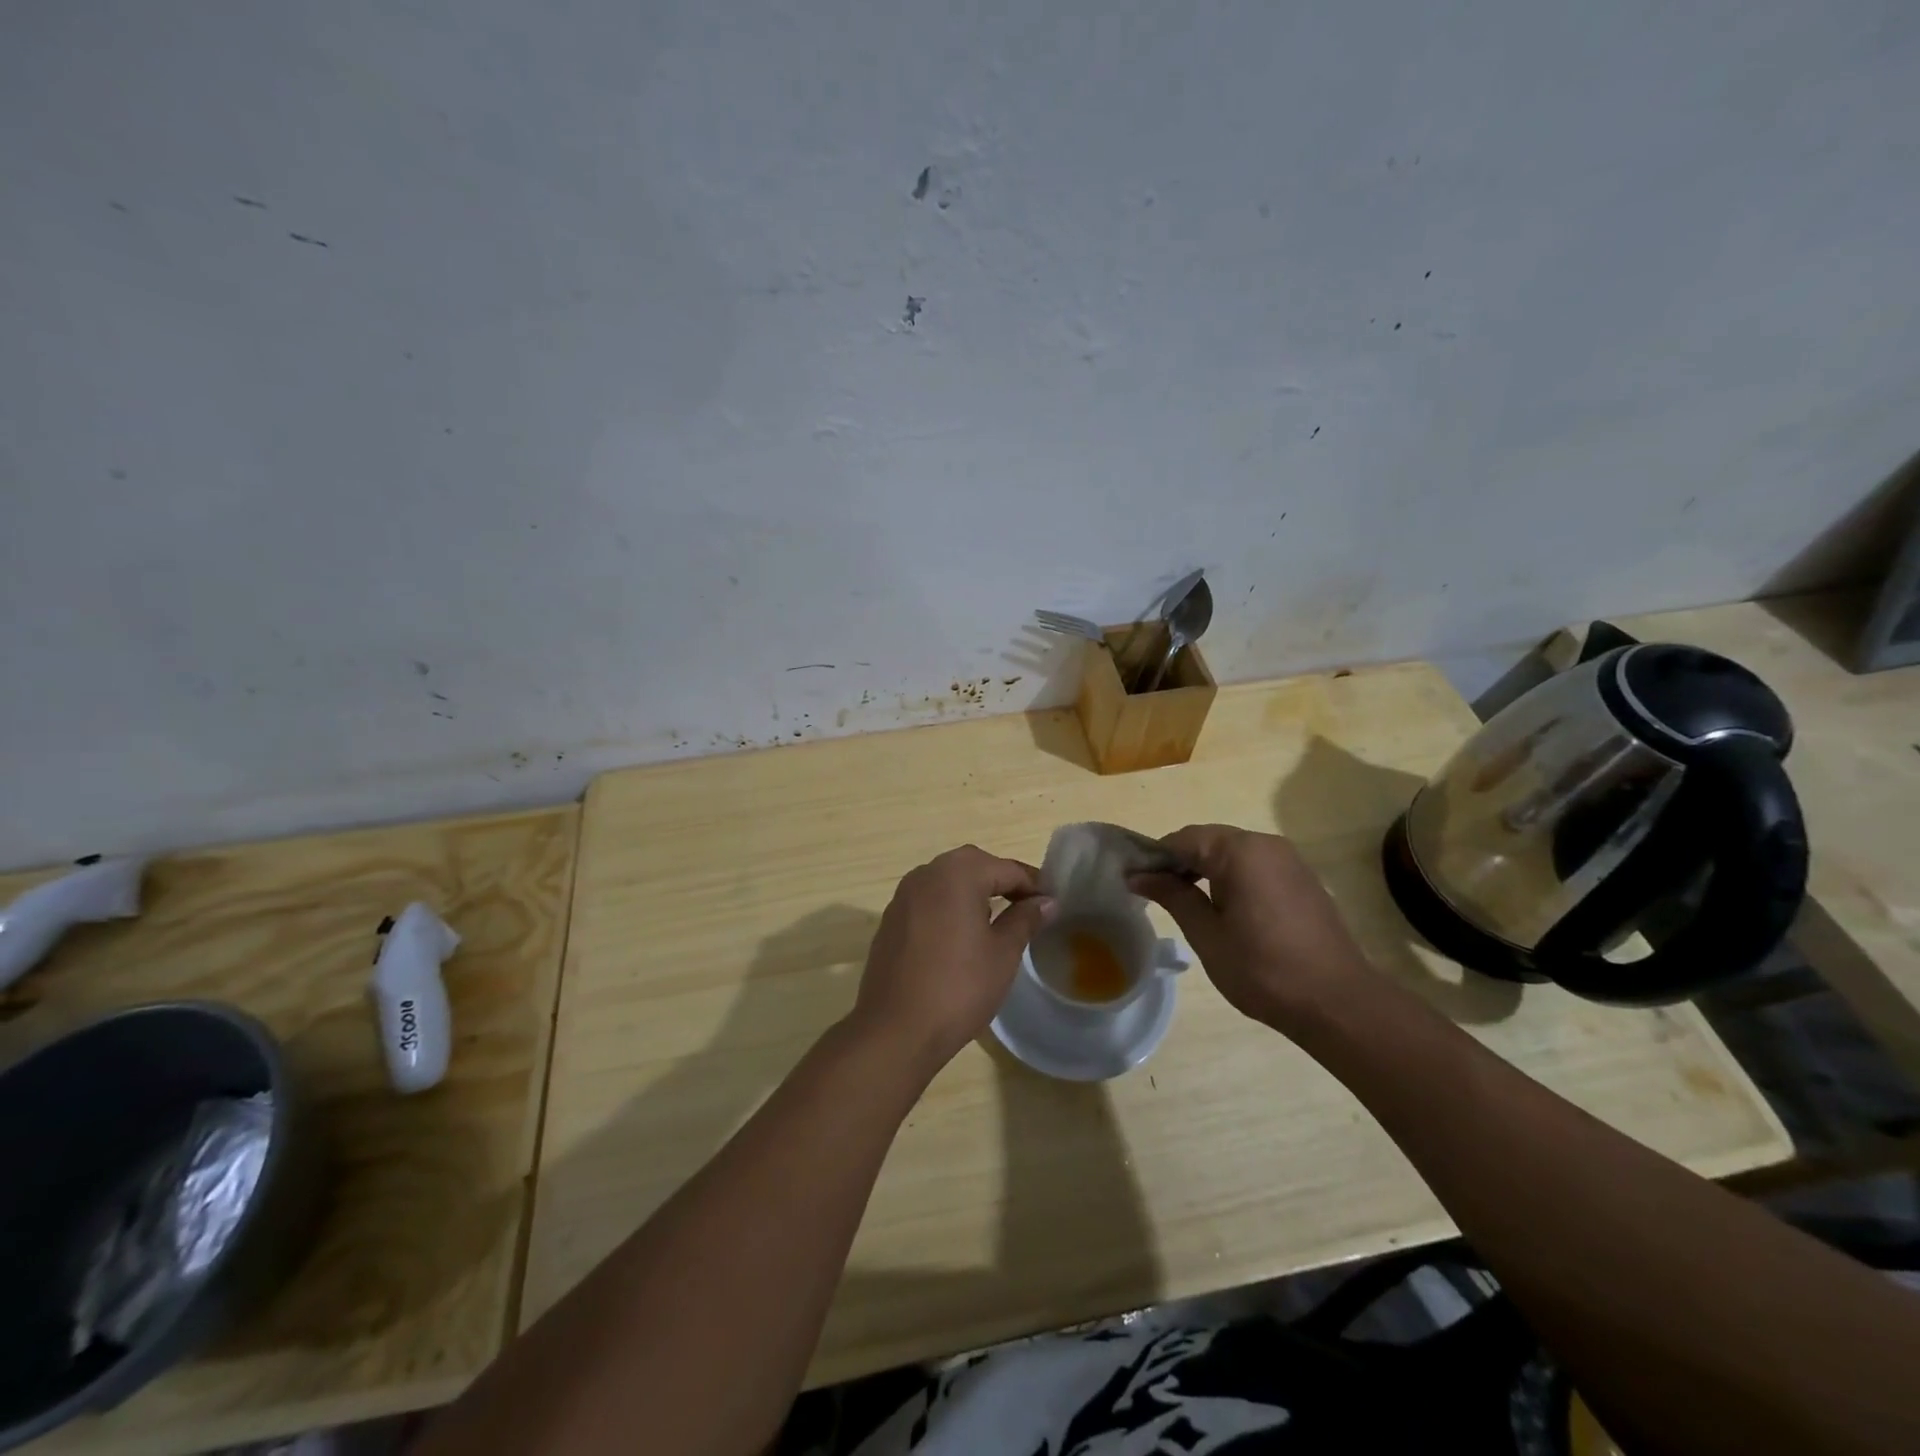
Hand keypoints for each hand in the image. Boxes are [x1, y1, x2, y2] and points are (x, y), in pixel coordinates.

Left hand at [853, 845, 1054, 1070]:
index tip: (1054, 904)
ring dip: (974, 891)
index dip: (1034, 884)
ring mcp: (904, 895)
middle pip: (974, 865)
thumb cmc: (959, 987)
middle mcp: (927, 873)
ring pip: (948, 881)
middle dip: (1003, 881)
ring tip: (999, 920)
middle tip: (1028, 907)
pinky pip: (929, 900)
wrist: (896, 1029)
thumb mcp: (1003, 953)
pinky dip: (949, 906)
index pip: (1006, 868)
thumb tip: (1046, 902)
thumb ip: (1025, 919)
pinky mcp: (891, 919)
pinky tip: (961, 936)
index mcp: (958, 874)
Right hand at [1131, 825, 1376, 1029]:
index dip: (1154, 857)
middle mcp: (1266, 844)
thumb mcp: (1206, 934)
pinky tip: (1222, 908)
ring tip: (1184, 902)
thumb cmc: (1263, 969)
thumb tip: (1139, 875)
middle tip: (1154, 893)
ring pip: (1233, 853)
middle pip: (1209, 840)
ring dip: (1204, 869)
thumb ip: (1172, 896)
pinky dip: (1231, 878)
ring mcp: (1289, 860)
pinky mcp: (1302, 880)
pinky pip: (1255, 866)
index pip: (1183, 839)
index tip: (1133, 881)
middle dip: (1179, 862)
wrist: (1338, 1003)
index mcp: (1240, 851)